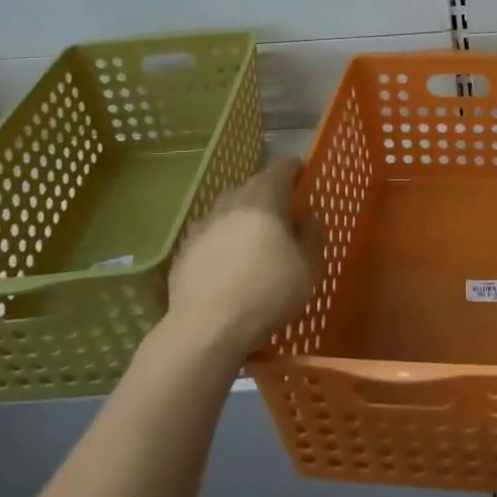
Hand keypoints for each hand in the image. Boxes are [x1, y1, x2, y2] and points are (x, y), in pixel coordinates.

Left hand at [165, 157, 317, 360]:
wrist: (207, 328)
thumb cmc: (267, 293)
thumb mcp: (308, 268)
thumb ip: (311, 237)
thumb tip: (307, 219)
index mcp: (264, 200)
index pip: (281, 170)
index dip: (293, 168)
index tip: (301, 171)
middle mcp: (231, 204)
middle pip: (252, 185)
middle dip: (268, 190)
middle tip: (282, 206)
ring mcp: (203, 226)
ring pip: (226, 208)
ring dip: (241, 212)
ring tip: (252, 231)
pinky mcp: (184, 251)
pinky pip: (209, 233)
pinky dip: (221, 237)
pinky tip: (225, 256)